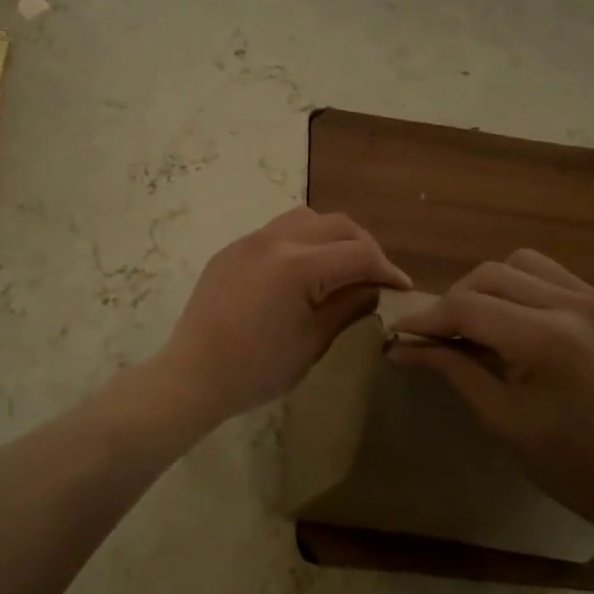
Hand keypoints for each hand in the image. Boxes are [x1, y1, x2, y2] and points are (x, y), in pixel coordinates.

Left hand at [160, 208, 411, 424]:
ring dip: (331, 236)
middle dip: (363, 246)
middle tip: (375, 276)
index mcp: (298, 265)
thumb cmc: (256, 369)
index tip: (401, 287)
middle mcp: (275, 240)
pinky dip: (301, 241)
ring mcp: (249, 241)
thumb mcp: (312, 342)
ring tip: (340, 266)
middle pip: (335, 225)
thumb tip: (373, 289)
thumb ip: (347, 307)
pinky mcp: (232, 250)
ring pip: (305, 218)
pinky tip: (302, 271)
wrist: (192, 375)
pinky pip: (276, 231)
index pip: (358, 254)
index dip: (386, 269)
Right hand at [387, 250, 593, 536]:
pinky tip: (521, 324)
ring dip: (491, 286)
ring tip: (481, 323)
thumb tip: (401, 346)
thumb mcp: (502, 420)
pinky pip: (556, 278)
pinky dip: (526, 291)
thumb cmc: (572, 466)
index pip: (469, 307)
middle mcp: (577, 306)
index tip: (401, 331)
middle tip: (439, 333)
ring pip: (523, 264)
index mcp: (549, 340)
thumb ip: (451, 369)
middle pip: (491, 274)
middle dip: (455, 299)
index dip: (428, 318)